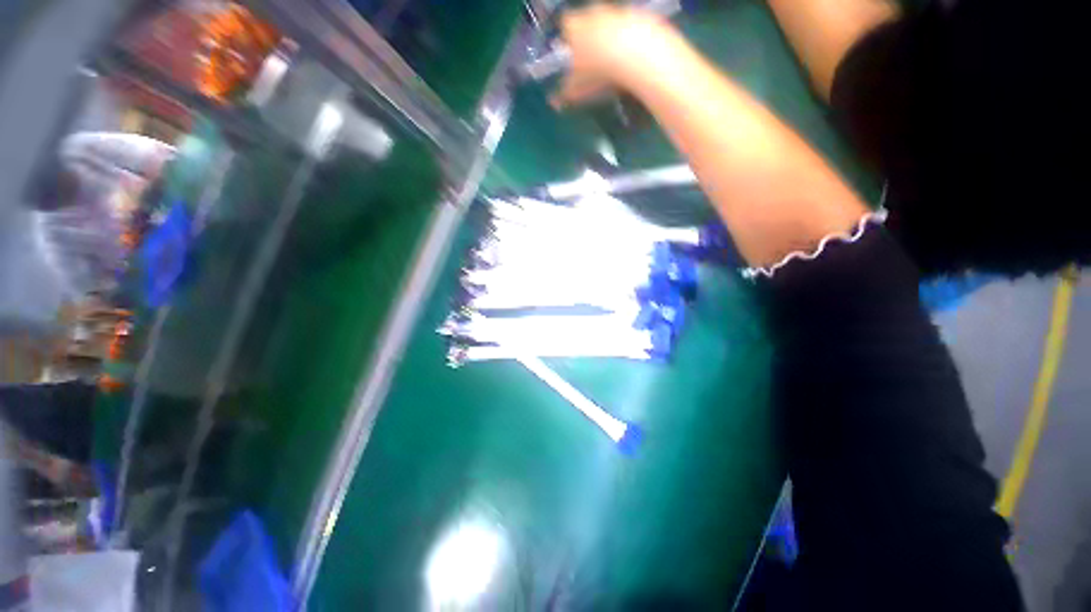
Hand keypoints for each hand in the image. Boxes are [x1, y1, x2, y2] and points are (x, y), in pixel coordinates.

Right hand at [551, 6, 682, 107]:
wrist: (636, 56)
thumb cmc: (599, 71)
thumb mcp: (578, 89)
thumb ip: (565, 93)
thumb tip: (553, 103)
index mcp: (574, 27)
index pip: (564, 25)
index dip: (567, 38)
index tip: (572, 53)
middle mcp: (593, 12)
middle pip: (587, 21)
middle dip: (589, 36)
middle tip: (593, 59)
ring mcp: (616, 11)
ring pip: (608, 22)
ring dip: (609, 36)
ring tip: (613, 60)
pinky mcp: (638, 15)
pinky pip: (630, 25)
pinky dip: (629, 37)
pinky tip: (632, 55)